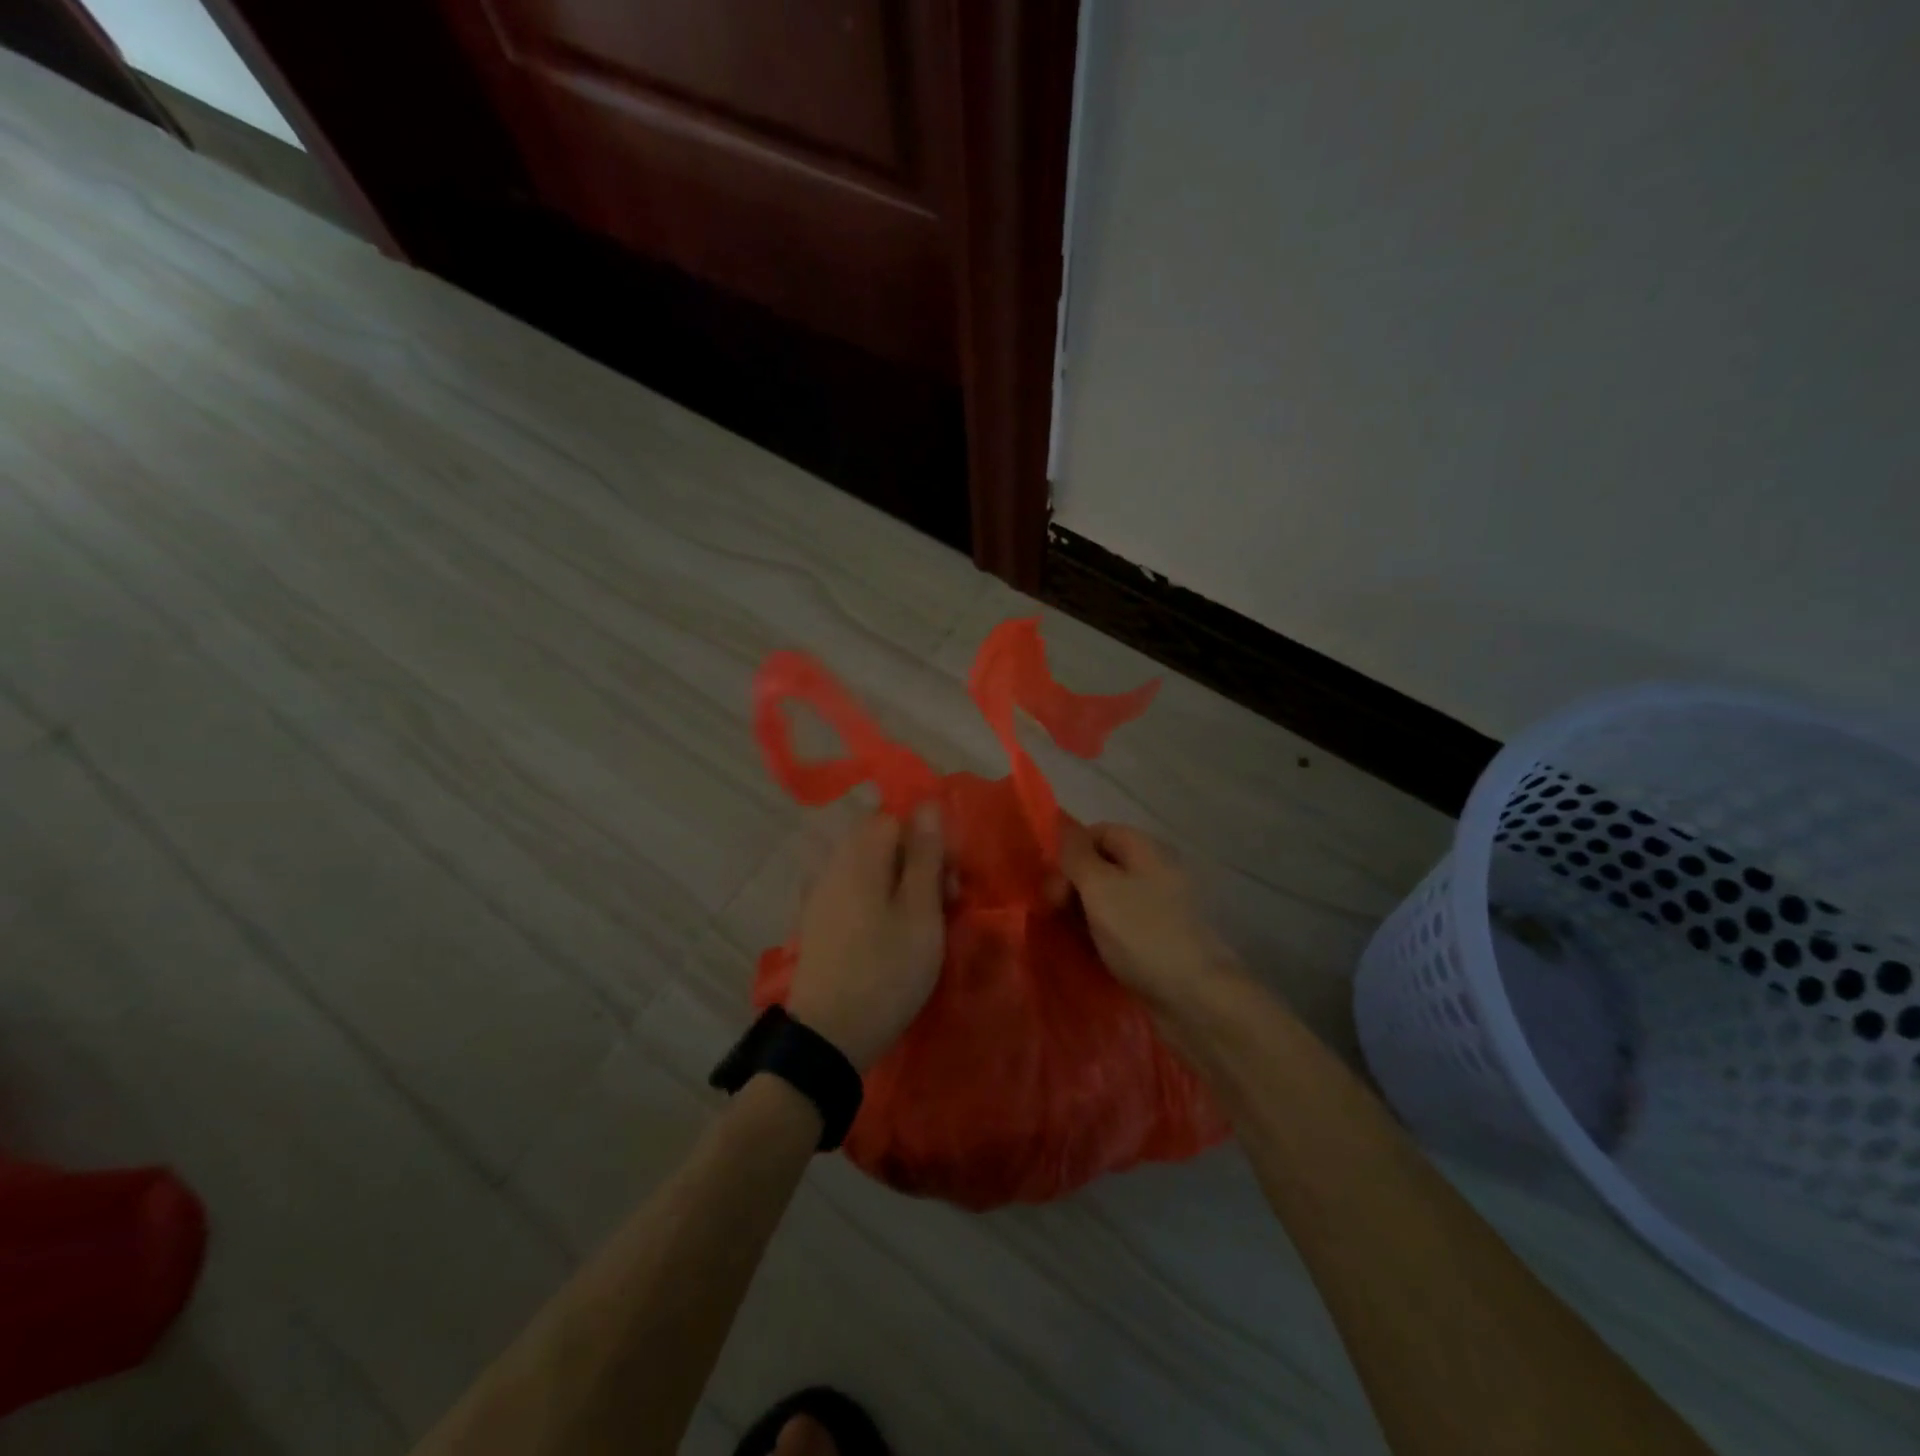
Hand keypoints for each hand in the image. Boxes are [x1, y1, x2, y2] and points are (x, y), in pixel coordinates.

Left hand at [785, 806, 946, 1071]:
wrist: (829, 1036)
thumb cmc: (886, 970)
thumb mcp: (921, 912)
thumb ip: (925, 855)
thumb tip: (928, 804)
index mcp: (859, 855)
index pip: (896, 818)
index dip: (929, 840)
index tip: (951, 878)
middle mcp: (834, 864)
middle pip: (883, 842)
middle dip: (919, 863)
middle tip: (947, 903)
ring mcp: (821, 893)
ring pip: (872, 869)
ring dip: (903, 885)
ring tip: (926, 924)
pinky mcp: (818, 921)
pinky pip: (856, 893)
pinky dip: (881, 903)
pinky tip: (895, 935)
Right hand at [1056, 821, 1241, 1013]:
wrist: (1195, 998)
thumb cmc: (1142, 933)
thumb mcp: (1100, 887)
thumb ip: (1076, 855)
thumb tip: (1062, 826)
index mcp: (1147, 849)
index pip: (1099, 832)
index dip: (1071, 851)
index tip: (1051, 881)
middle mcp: (1156, 872)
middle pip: (1104, 864)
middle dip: (1074, 883)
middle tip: (1054, 911)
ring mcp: (1160, 907)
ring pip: (1110, 898)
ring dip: (1084, 911)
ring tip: (1068, 933)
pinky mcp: (1159, 939)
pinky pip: (1122, 925)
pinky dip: (1101, 933)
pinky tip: (1088, 950)